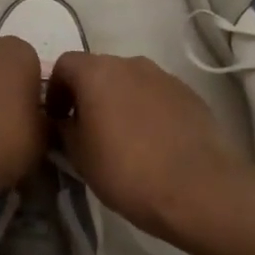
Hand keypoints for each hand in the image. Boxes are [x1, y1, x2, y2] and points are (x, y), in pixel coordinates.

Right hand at [50, 52, 248, 239]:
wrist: (199, 190)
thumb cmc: (127, 172)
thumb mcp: (79, 157)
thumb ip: (64, 130)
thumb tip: (62, 122)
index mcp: (97, 72)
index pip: (64, 64)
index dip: (55, 90)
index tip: (56, 118)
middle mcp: (130, 64)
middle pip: (99, 69)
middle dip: (87, 94)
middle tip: (85, 128)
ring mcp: (164, 77)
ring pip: (130, 81)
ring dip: (118, 100)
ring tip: (120, 136)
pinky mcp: (189, 94)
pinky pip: (155, 95)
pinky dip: (145, 109)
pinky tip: (150, 141)